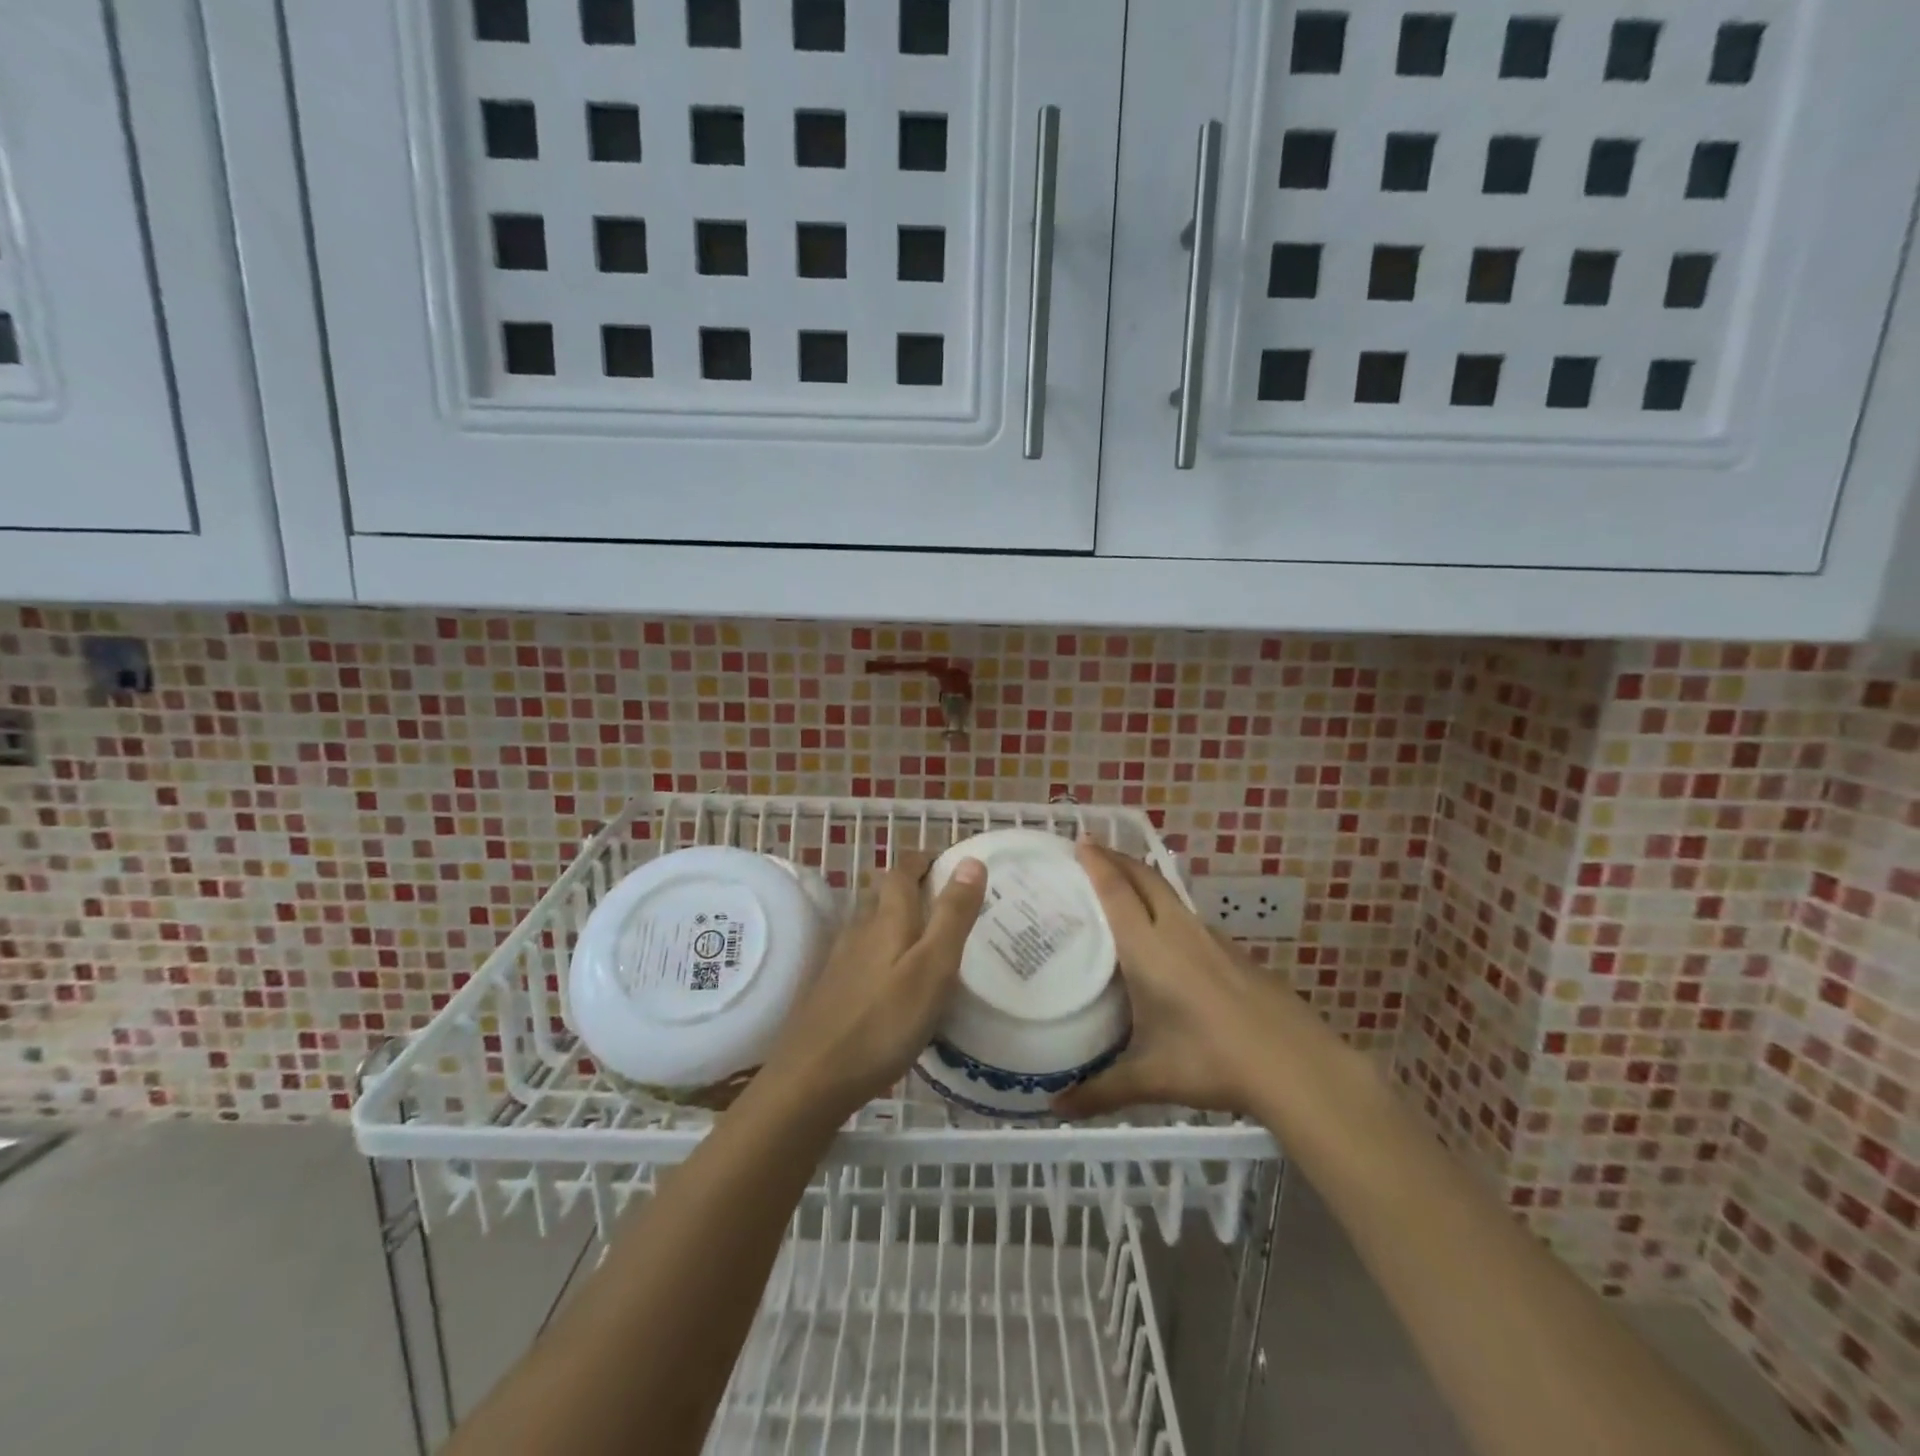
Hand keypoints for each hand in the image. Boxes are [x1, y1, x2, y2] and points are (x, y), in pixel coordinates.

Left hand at [759, 854, 987, 1120]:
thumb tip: (971, 860)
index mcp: (887, 920)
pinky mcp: (832, 990)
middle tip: (943, 897)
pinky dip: (883, 950)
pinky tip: (893, 978)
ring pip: (870, 924)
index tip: (947, 860)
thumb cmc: (882, 1023)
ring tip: (925, 935)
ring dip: (895, 917)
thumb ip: (952, 915)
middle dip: (909, 885)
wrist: (811, 1079)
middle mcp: (860, 931)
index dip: (923, 859)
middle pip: (881, 893)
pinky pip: (862, 954)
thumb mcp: (932, 968)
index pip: (901, 871)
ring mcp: (841, 961)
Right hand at [1053, 842, 1335, 1118]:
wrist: (1294, 1064)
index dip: (1098, 864)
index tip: (1080, 841)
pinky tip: (1167, 937)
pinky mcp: (1233, 953)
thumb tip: (1054, 1108)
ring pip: (1170, 895)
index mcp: (1149, 949)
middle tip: (1093, 850)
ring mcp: (1211, 939)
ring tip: (1123, 886)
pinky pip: (1189, 917)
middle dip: (1118, 858)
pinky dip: (1167, 909)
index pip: (1117, 893)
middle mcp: (1177, 932)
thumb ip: (1100, 1090)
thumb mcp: (1151, 1078)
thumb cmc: (1212, 1061)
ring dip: (1144, 880)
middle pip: (1145, 879)